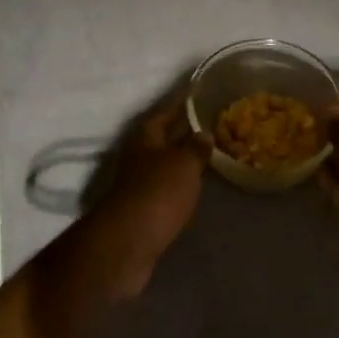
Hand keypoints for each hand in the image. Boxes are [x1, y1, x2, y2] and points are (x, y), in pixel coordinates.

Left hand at [88, 96, 205, 296]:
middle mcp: (138, 156)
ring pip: (164, 164)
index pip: (165, 112)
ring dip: (182, 160)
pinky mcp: (141, 210)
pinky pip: (165, 188)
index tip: (198, 93)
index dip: (181, 103)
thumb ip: (196, 147)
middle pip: (162, 138)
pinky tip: (194, 187)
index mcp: (145, 137)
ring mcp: (137, 184)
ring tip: (207, 156)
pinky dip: (179, 184)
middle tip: (210, 125)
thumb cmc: (157, 193)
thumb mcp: (184, 164)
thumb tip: (204, 132)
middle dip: (183, 132)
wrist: (128, 243)